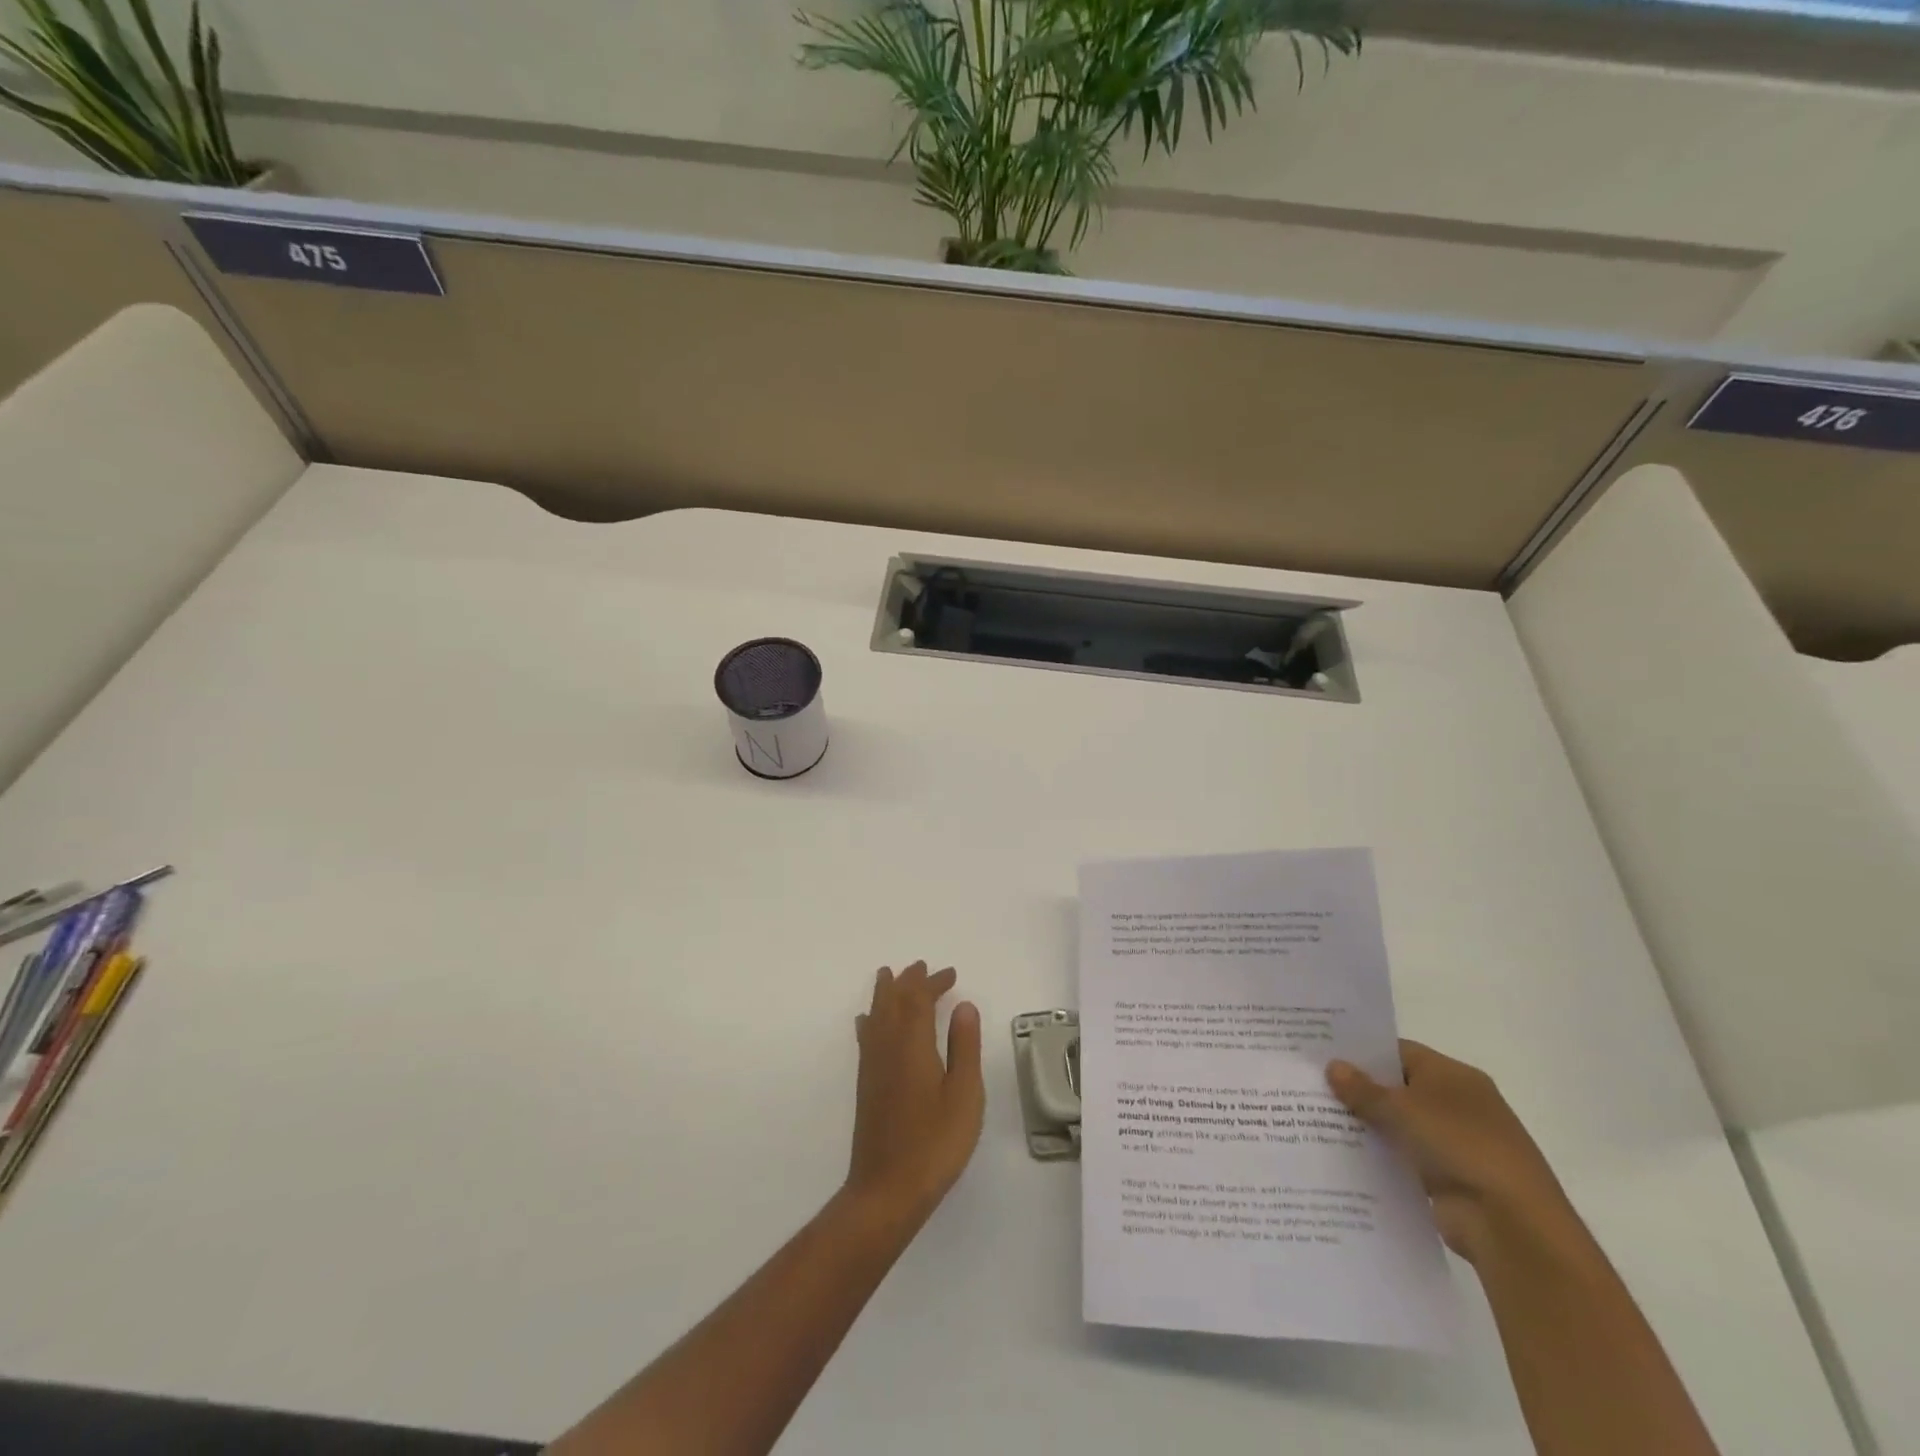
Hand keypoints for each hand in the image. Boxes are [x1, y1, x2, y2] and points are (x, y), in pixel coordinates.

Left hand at [845, 962, 984, 1225]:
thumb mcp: (964, 1095)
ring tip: (889, 976)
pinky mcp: (866, 1084)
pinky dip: (870, 1019)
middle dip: (908, 981)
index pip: (919, 999)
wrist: (887, 1189)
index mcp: (913, 1044)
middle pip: (894, 1001)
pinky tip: (867, 1021)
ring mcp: (872, 1066)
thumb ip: (964, 1047)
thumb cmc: (935, 1143)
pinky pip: (866, 1036)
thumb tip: (964, 1005)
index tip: (950, 974)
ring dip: (886, 993)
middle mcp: (887, 1046)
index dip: (933, 982)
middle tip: (922, 967)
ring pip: (876, 1015)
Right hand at [1327, 1040, 1574, 1264]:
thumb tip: (1333, 1066)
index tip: (1324, 1054)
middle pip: (1397, 1088)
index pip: (1399, 1052)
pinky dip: (1380, 1157)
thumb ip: (1364, 1089)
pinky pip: (1404, 1158)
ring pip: (1398, 1125)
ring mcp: (1454, 1143)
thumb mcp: (1402, 1109)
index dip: (1363, 1053)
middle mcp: (1457, 1104)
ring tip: (1316, 1120)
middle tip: (1312, 1085)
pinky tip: (1343, 1155)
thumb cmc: (1459, 1145)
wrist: (1511, 1224)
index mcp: (1454, 1075)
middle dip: (1359, 1090)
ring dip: (1367, 1126)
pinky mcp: (1447, 1178)